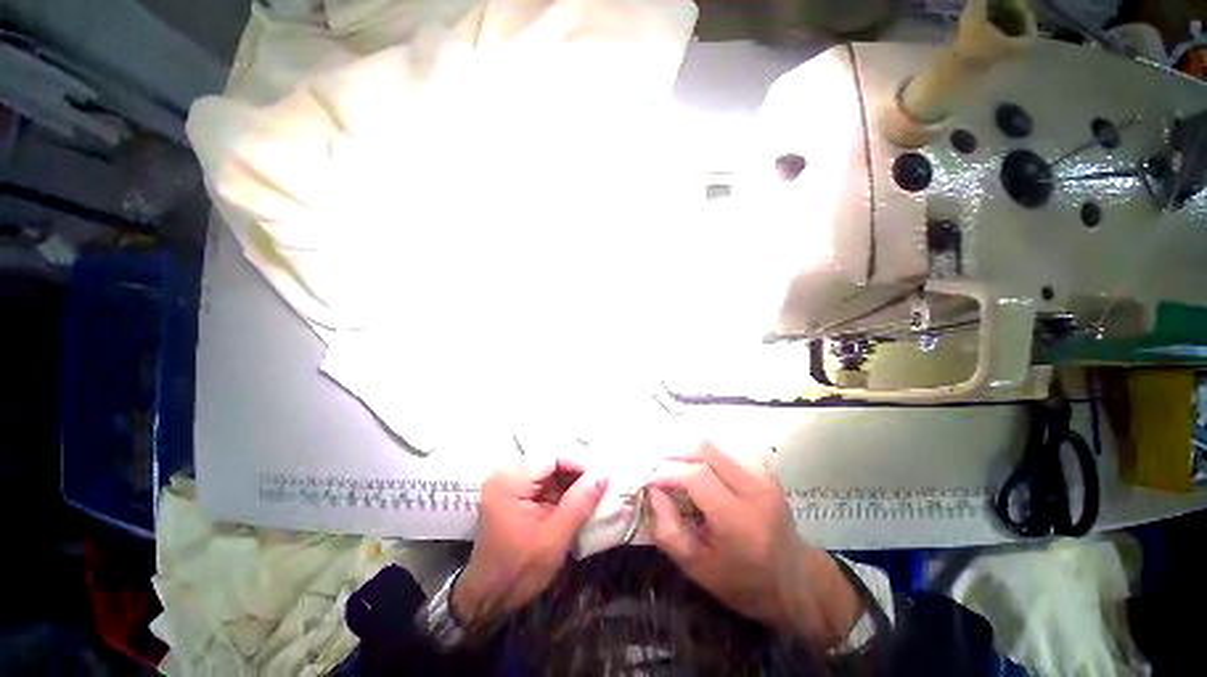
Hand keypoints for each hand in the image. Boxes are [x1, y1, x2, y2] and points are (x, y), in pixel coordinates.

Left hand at [452, 458, 607, 628]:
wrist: (488, 596)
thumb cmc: (519, 569)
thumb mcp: (555, 536)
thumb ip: (580, 501)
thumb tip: (604, 473)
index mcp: (510, 479)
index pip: (552, 456)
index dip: (579, 464)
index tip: (601, 479)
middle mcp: (506, 472)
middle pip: (550, 460)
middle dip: (576, 472)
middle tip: (600, 484)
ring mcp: (508, 481)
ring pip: (549, 469)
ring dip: (569, 480)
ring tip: (592, 492)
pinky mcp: (513, 491)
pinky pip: (542, 480)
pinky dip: (559, 488)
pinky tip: (575, 500)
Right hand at [647, 442, 861, 648]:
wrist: (794, 580)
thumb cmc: (742, 581)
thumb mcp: (697, 567)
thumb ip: (667, 530)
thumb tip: (652, 491)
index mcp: (738, 519)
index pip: (695, 476)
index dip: (667, 473)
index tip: (651, 482)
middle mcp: (754, 489)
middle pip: (705, 450)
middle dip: (676, 455)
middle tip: (661, 470)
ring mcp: (763, 476)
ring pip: (716, 447)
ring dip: (691, 454)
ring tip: (679, 472)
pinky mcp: (766, 470)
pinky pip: (728, 451)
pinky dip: (709, 457)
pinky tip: (704, 472)